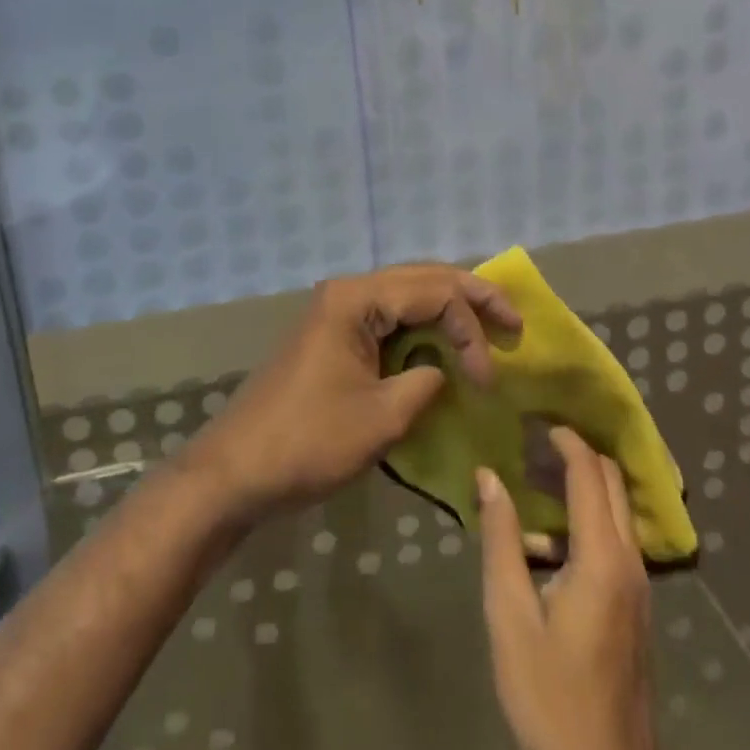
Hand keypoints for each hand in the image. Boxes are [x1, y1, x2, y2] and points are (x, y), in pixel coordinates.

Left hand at [185, 262, 520, 522]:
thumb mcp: (380, 419)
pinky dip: (421, 328)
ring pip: (406, 295)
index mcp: (356, 299)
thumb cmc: (307, 443)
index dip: (472, 328)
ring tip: (488, 328)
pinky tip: (443, 343)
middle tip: (513, 321)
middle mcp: (347, 292)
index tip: (489, 380)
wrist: (236, 471)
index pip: (433, 292)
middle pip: (422, 279)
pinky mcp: (334, 335)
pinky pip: (388, 318)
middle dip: (470, 297)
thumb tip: (444, 371)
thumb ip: (425, 384)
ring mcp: (337, 311)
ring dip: (447, 310)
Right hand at [478, 430, 658, 749]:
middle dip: (577, 454)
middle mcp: (630, 562)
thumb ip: (501, 540)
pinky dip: (590, 518)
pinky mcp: (638, 609)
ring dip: (583, 486)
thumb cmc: (550, 697)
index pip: (589, 473)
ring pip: (618, 511)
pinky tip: (551, 541)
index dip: (564, 439)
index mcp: (602, 558)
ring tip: (534, 485)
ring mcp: (640, 588)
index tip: (532, 419)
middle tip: (532, 444)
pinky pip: (618, 539)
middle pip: (612, 482)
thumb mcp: (510, 617)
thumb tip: (489, 476)